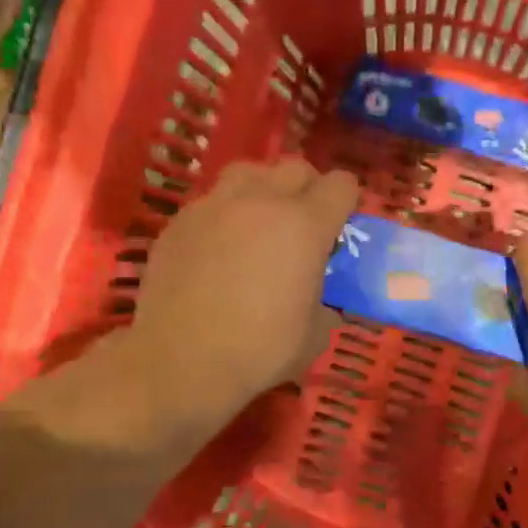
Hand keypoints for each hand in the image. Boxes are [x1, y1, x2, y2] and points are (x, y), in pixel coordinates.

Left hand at [127, 158, 358, 425]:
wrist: (180, 360)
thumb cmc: (259, 350)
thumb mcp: (314, 335)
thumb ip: (325, 304)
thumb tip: (322, 301)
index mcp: (306, 225)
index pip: (341, 184)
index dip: (346, 202)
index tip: (340, 226)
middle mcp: (262, 202)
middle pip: (296, 167)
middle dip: (307, 189)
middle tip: (302, 224)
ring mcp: (216, 205)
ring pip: (248, 171)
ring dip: (263, 188)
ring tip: (258, 221)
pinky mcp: (180, 220)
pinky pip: (211, 199)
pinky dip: (224, 213)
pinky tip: (218, 246)